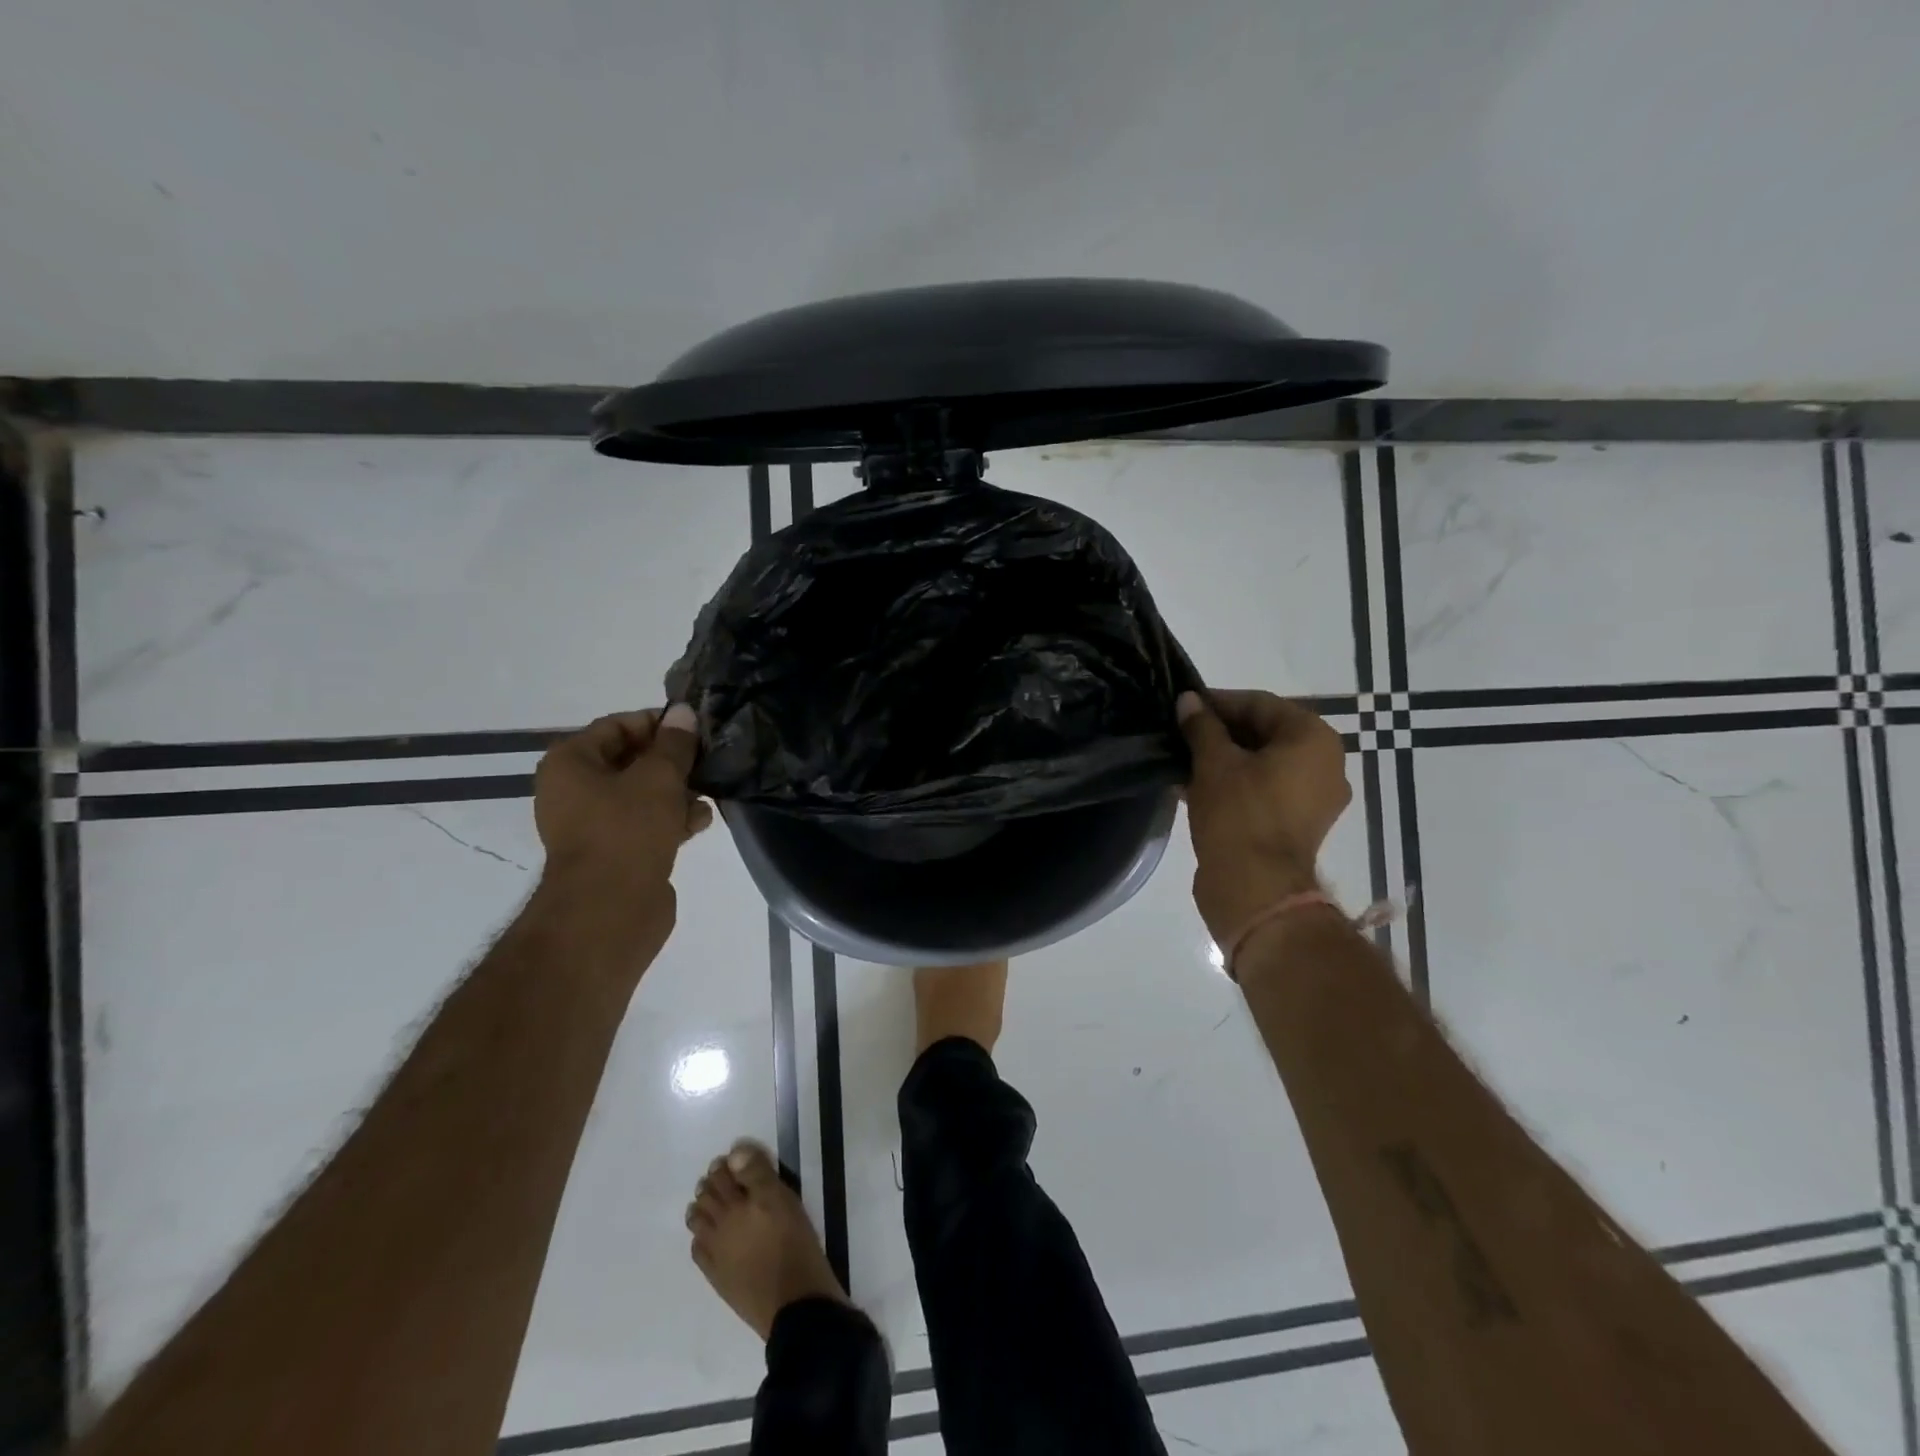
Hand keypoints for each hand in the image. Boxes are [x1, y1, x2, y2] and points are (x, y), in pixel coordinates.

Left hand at [534, 705, 713, 917]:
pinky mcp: (614, 853)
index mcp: (571, 763)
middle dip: (671, 760)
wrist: (610, 910)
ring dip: (677, 791)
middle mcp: (574, 790)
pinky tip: (701, 821)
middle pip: (631, 760)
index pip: (617, 726)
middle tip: (708, 759)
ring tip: (709, 792)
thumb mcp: (659, 778)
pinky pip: (645, 824)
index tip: (695, 729)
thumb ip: (674, 744)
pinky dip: (671, 819)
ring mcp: (593, 824)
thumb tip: (684, 712)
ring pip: (642, 794)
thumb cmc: (627, 831)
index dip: (657, 723)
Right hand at [1177, 689, 1351, 941]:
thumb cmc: (1238, 814)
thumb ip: (1201, 726)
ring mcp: (1314, 799)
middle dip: (1220, 732)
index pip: (1260, 704)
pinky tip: (1195, 786)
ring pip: (1262, 764)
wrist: (1255, 889)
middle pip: (1265, 733)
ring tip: (1183, 760)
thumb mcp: (1213, 762)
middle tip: (1181, 733)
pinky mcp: (1298, 825)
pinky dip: (1234, 785)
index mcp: (1314, 739)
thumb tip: (1188, 700)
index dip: (1218, 702)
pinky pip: (1264, 791)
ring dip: (1224, 759)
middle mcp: (1325, 764)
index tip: (1184, 705)